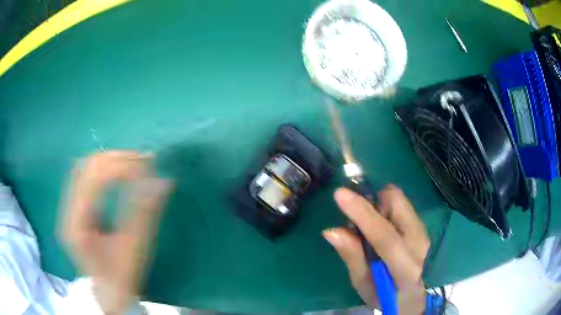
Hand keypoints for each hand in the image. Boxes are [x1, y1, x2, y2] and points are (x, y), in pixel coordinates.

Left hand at [60, 151, 171, 313]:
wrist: (108, 294)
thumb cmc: (121, 277)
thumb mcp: (134, 248)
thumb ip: (145, 213)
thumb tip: (164, 181)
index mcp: (77, 224)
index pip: (93, 180)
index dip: (120, 167)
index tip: (146, 166)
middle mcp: (67, 212)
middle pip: (86, 167)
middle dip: (115, 159)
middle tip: (142, 159)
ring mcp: (69, 209)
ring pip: (84, 169)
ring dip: (109, 161)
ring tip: (133, 163)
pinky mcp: (75, 209)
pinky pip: (86, 178)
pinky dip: (103, 170)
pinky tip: (118, 173)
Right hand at [323, 184, 429, 313]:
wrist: (410, 294)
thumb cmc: (382, 294)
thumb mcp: (361, 283)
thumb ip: (352, 256)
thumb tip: (331, 231)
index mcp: (404, 268)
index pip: (385, 237)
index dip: (362, 214)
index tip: (339, 194)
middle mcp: (419, 243)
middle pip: (397, 205)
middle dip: (373, 203)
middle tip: (359, 221)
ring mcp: (424, 231)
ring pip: (399, 199)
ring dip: (379, 205)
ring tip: (372, 227)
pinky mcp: (423, 225)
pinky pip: (402, 203)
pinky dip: (387, 208)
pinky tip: (384, 227)